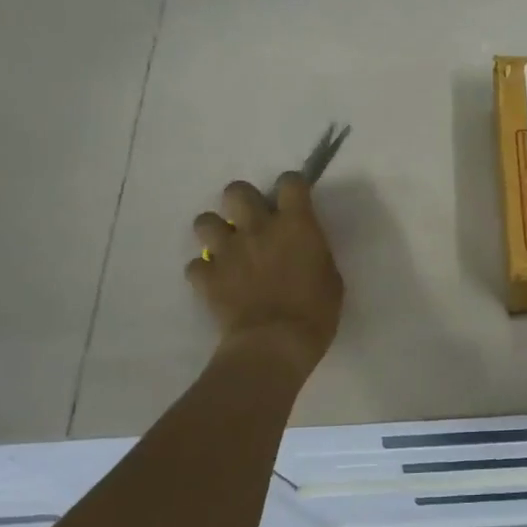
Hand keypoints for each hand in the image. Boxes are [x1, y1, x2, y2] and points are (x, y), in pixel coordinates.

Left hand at [187, 174, 343, 367]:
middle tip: (252, 222)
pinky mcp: (207, 277)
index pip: (290, 182)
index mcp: (295, 224)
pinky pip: (195, 265)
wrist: (275, 344)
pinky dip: (204, 272)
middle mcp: (257, 227)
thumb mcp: (330, 276)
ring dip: (215, 232)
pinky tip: (216, 283)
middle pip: (236, 191)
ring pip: (204, 221)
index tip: (293, 202)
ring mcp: (227, 251)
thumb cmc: (316, 311)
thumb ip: (313, 252)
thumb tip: (303, 248)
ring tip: (227, 249)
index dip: (290, 187)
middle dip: (242, 202)